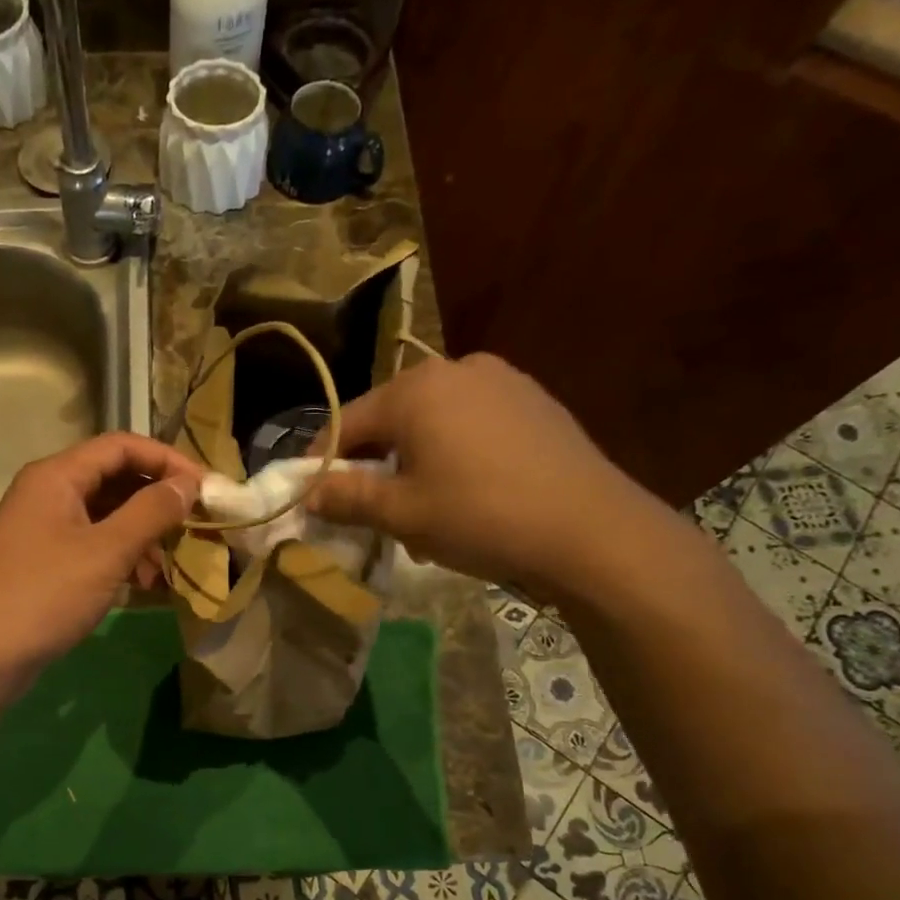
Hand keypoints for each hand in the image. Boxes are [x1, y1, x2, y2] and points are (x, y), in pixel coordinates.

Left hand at [0, 432, 201, 684]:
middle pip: (113, 478)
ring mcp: (43, 527)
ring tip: (170, 565)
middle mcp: (47, 492)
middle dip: (156, 500)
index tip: (204, 487)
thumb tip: (188, 485)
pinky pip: (92, 542)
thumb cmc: (45, 595)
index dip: (167, 459)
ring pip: (105, 514)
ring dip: (142, 533)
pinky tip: (144, 583)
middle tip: (195, 524)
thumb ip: (151, 512)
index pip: (121, 446)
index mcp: (56, 475)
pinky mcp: (44, 559)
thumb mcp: (107, 551)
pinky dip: (121, 555)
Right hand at [304, 354, 661, 597]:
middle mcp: (455, 368)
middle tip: (364, 505)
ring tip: (417, 501)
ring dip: (411, 455)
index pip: (346, 421)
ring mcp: (501, 380)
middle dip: (369, 459)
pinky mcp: (533, 400)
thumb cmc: (481, 517)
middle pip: (389, 416)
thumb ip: (347, 497)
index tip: (307, 494)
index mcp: (415, 389)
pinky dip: (451, 449)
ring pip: (431, 418)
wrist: (592, 530)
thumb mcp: (402, 514)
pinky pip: (470, 421)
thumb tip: (308, 493)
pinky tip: (465, 487)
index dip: (320, 460)